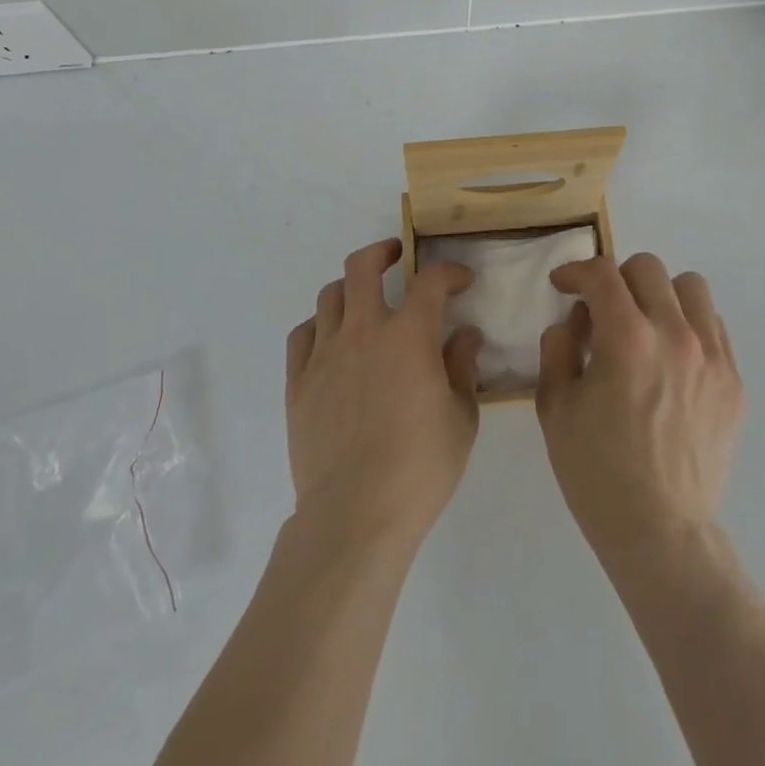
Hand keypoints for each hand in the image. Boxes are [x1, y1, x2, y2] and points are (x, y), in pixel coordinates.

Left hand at [284, 239, 483, 551]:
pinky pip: (302, 335)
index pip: (431, 281)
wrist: (355, 514)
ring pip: (329, 295)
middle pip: (362, 266)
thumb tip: (466, 335)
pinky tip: (330, 340)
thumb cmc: (420, 467)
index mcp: (409, 336)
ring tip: (363, 300)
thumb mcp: (461, 418)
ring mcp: (325, 354)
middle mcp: (363, 330)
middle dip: (383, 251)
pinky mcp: (298, 382)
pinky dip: (318, 326)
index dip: (450, 272)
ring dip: (350, 288)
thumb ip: (463, 368)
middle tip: (397, 256)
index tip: (462, 280)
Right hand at [536, 254, 743, 559]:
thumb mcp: (554, 406)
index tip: (563, 286)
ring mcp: (712, 356)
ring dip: (660, 295)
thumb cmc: (597, 471)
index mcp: (627, 338)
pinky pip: (714, 326)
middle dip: (616, 279)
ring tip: (644, 326)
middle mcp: (675, 334)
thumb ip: (558, 347)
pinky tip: (671, 358)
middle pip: (648, 268)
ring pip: (691, 287)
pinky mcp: (734, 381)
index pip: (602, 273)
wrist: (660, 531)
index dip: (575, 271)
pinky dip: (689, 325)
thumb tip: (575, 320)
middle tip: (602, 310)